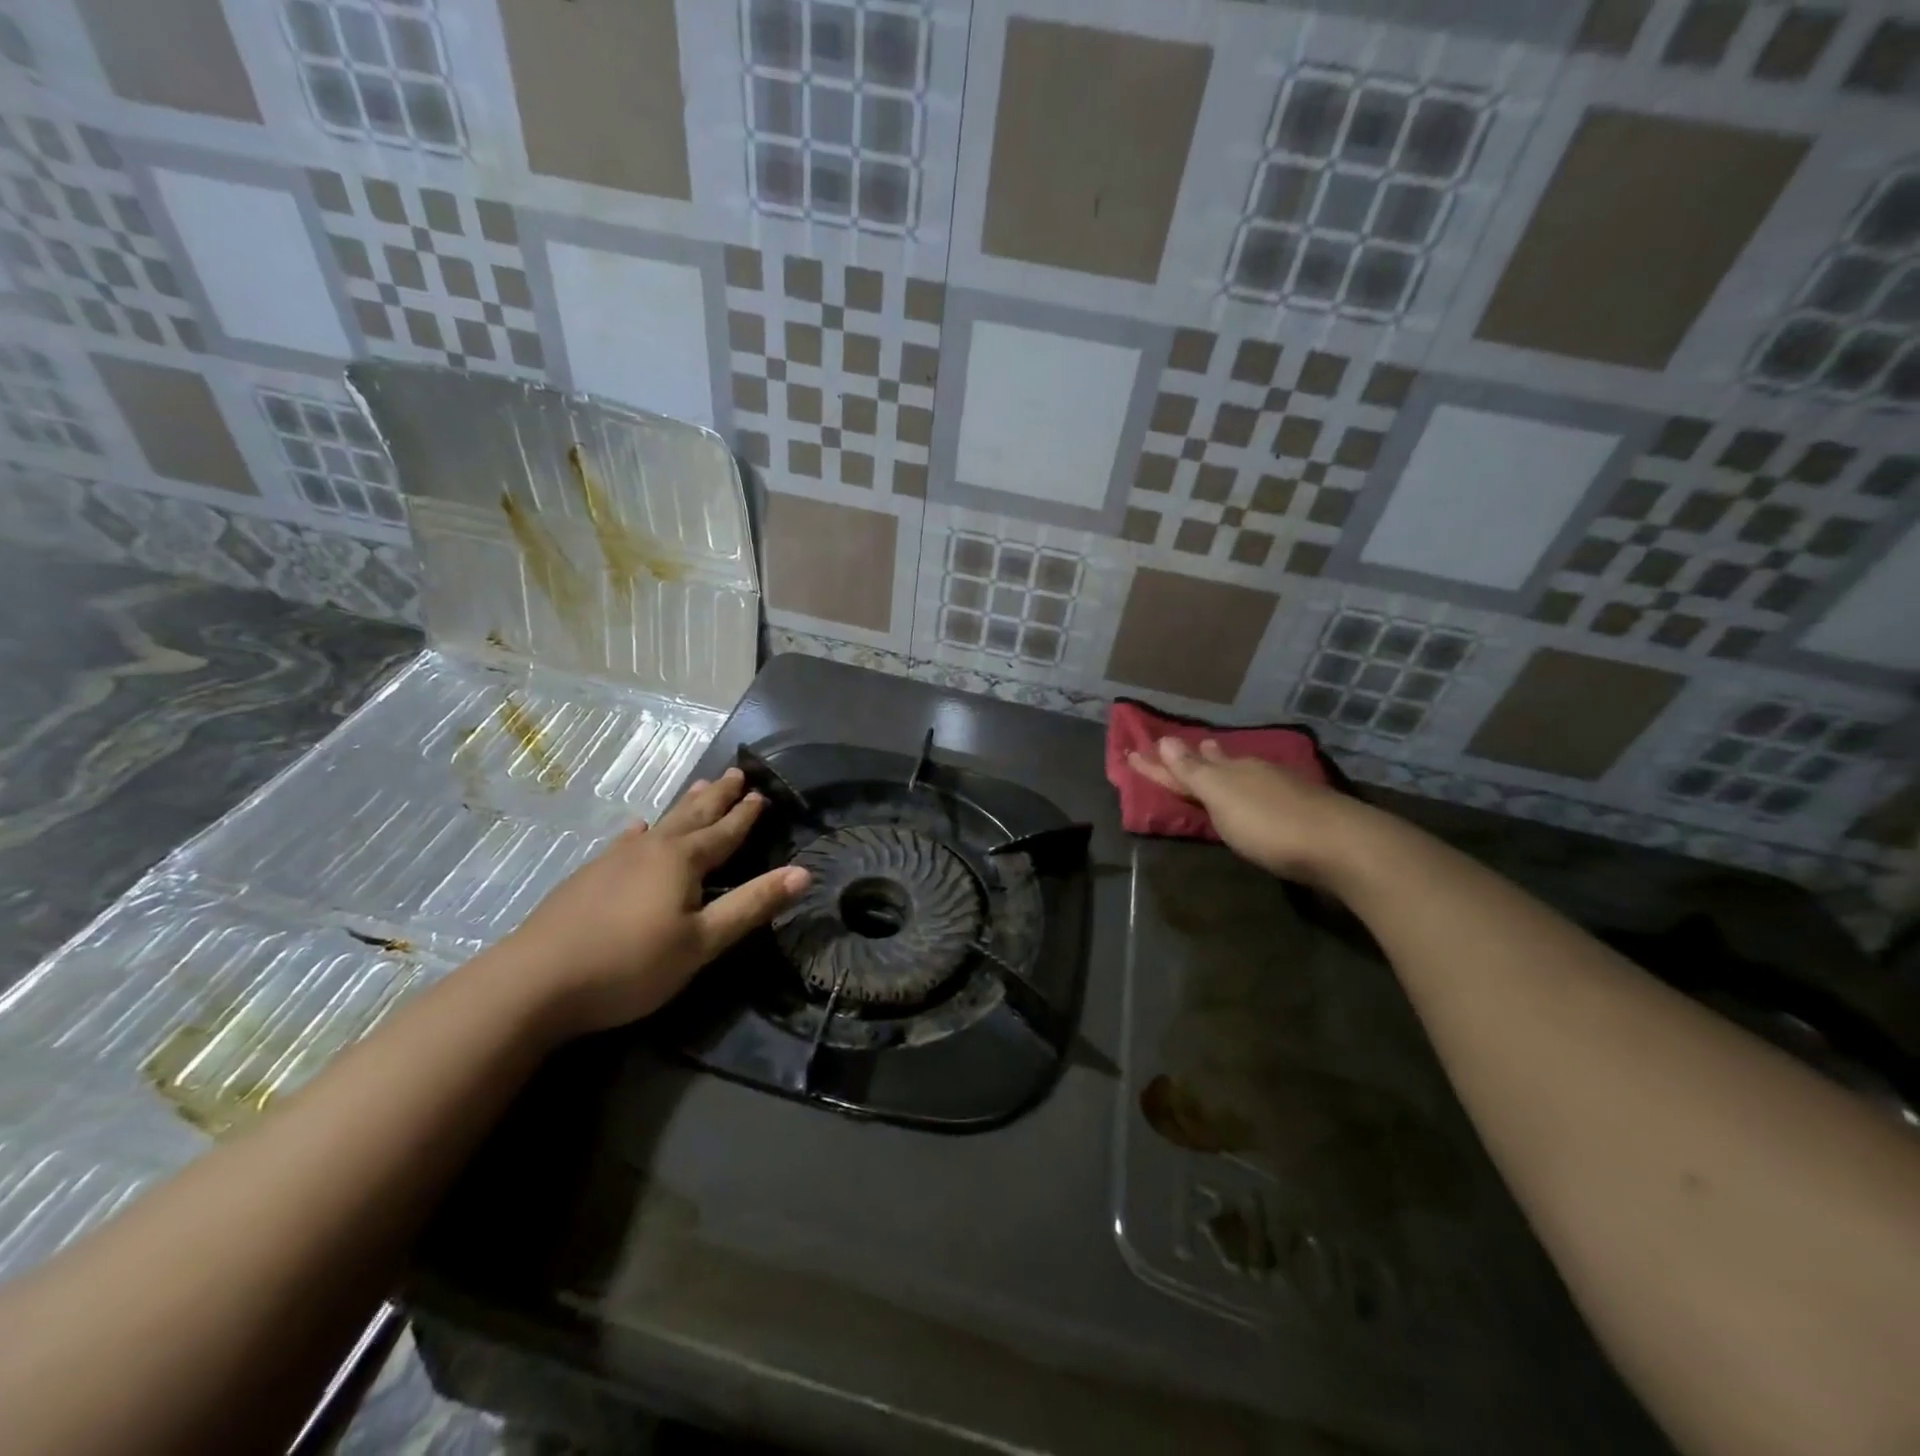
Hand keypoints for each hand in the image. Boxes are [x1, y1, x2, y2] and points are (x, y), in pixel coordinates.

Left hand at [503, 768, 808, 1036]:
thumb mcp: (702, 942)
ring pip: (661, 823)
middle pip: (694, 815)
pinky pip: (626, 841)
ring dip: (686, 805)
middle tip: (736, 771)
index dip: (746, 814)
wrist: (534, 982)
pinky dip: (640, 831)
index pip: (726, 832)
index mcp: (683, 861)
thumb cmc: (630, 964)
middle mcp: (652, 849)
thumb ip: (751, 905)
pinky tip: (637, 829)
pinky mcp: (588, 877)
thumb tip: (804, 872)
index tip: (763, 792)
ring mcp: (615, 860)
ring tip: (700, 786)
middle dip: (718, 796)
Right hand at [1126, 737, 1362, 881]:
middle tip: (1176, 745)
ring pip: (1241, 771)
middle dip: (1194, 756)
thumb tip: (1165, 741)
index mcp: (1228, 771)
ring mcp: (1280, 788)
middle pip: (1215, 762)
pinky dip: (1247, 783)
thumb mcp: (1222, 798)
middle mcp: (1252, 772)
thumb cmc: (1270, 824)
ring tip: (1213, 755)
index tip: (1131, 754)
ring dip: (1222, 765)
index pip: (1183, 765)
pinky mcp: (1301, 808)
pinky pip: (1262, 786)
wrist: (1342, 845)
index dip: (1157, 764)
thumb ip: (1193, 772)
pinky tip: (1256, 786)